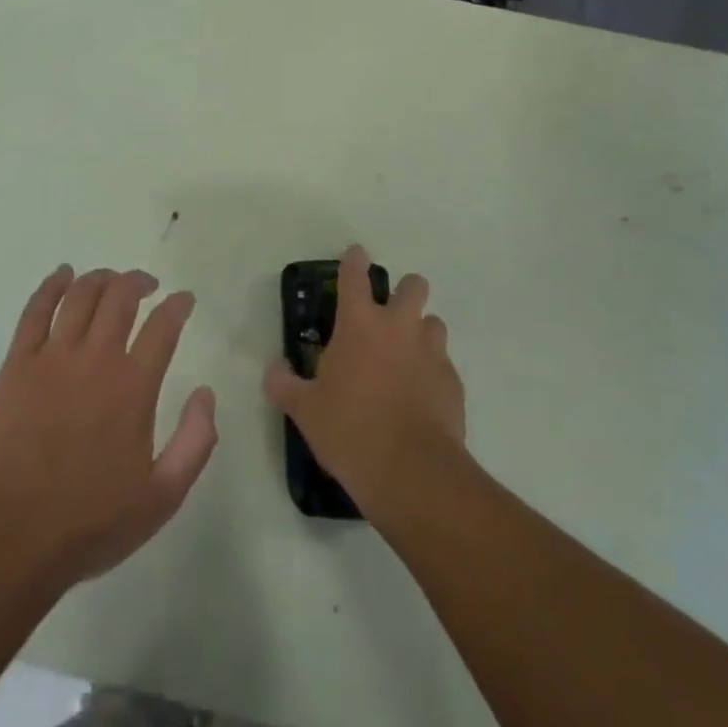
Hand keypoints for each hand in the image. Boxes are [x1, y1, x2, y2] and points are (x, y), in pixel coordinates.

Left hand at [0, 266, 217, 590]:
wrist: (11, 537)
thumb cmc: (90, 522)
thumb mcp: (162, 497)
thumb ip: (195, 442)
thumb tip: (206, 394)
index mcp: (133, 387)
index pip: (163, 326)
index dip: (178, 306)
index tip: (184, 300)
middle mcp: (95, 359)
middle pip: (120, 297)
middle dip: (139, 281)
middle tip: (148, 285)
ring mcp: (52, 357)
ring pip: (80, 295)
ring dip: (101, 278)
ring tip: (111, 280)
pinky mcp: (17, 364)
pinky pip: (35, 310)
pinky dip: (51, 285)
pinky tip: (62, 275)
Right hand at [264, 245, 464, 509]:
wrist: (412, 472)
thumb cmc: (349, 430)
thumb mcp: (304, 410)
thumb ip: (284, 383)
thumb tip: (273, 368)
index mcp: (359, 324)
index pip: (356, 275)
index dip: (354, 260)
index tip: (355, 254)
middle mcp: (399, 327)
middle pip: (413, 285)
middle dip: (403, 290)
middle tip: (387, 314)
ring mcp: (431, 352)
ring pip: (433, 322)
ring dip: (420, 331)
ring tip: (405, 358)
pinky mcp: (453, 382)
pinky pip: (443, 363)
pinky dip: (431, 371)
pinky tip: (419, 396)